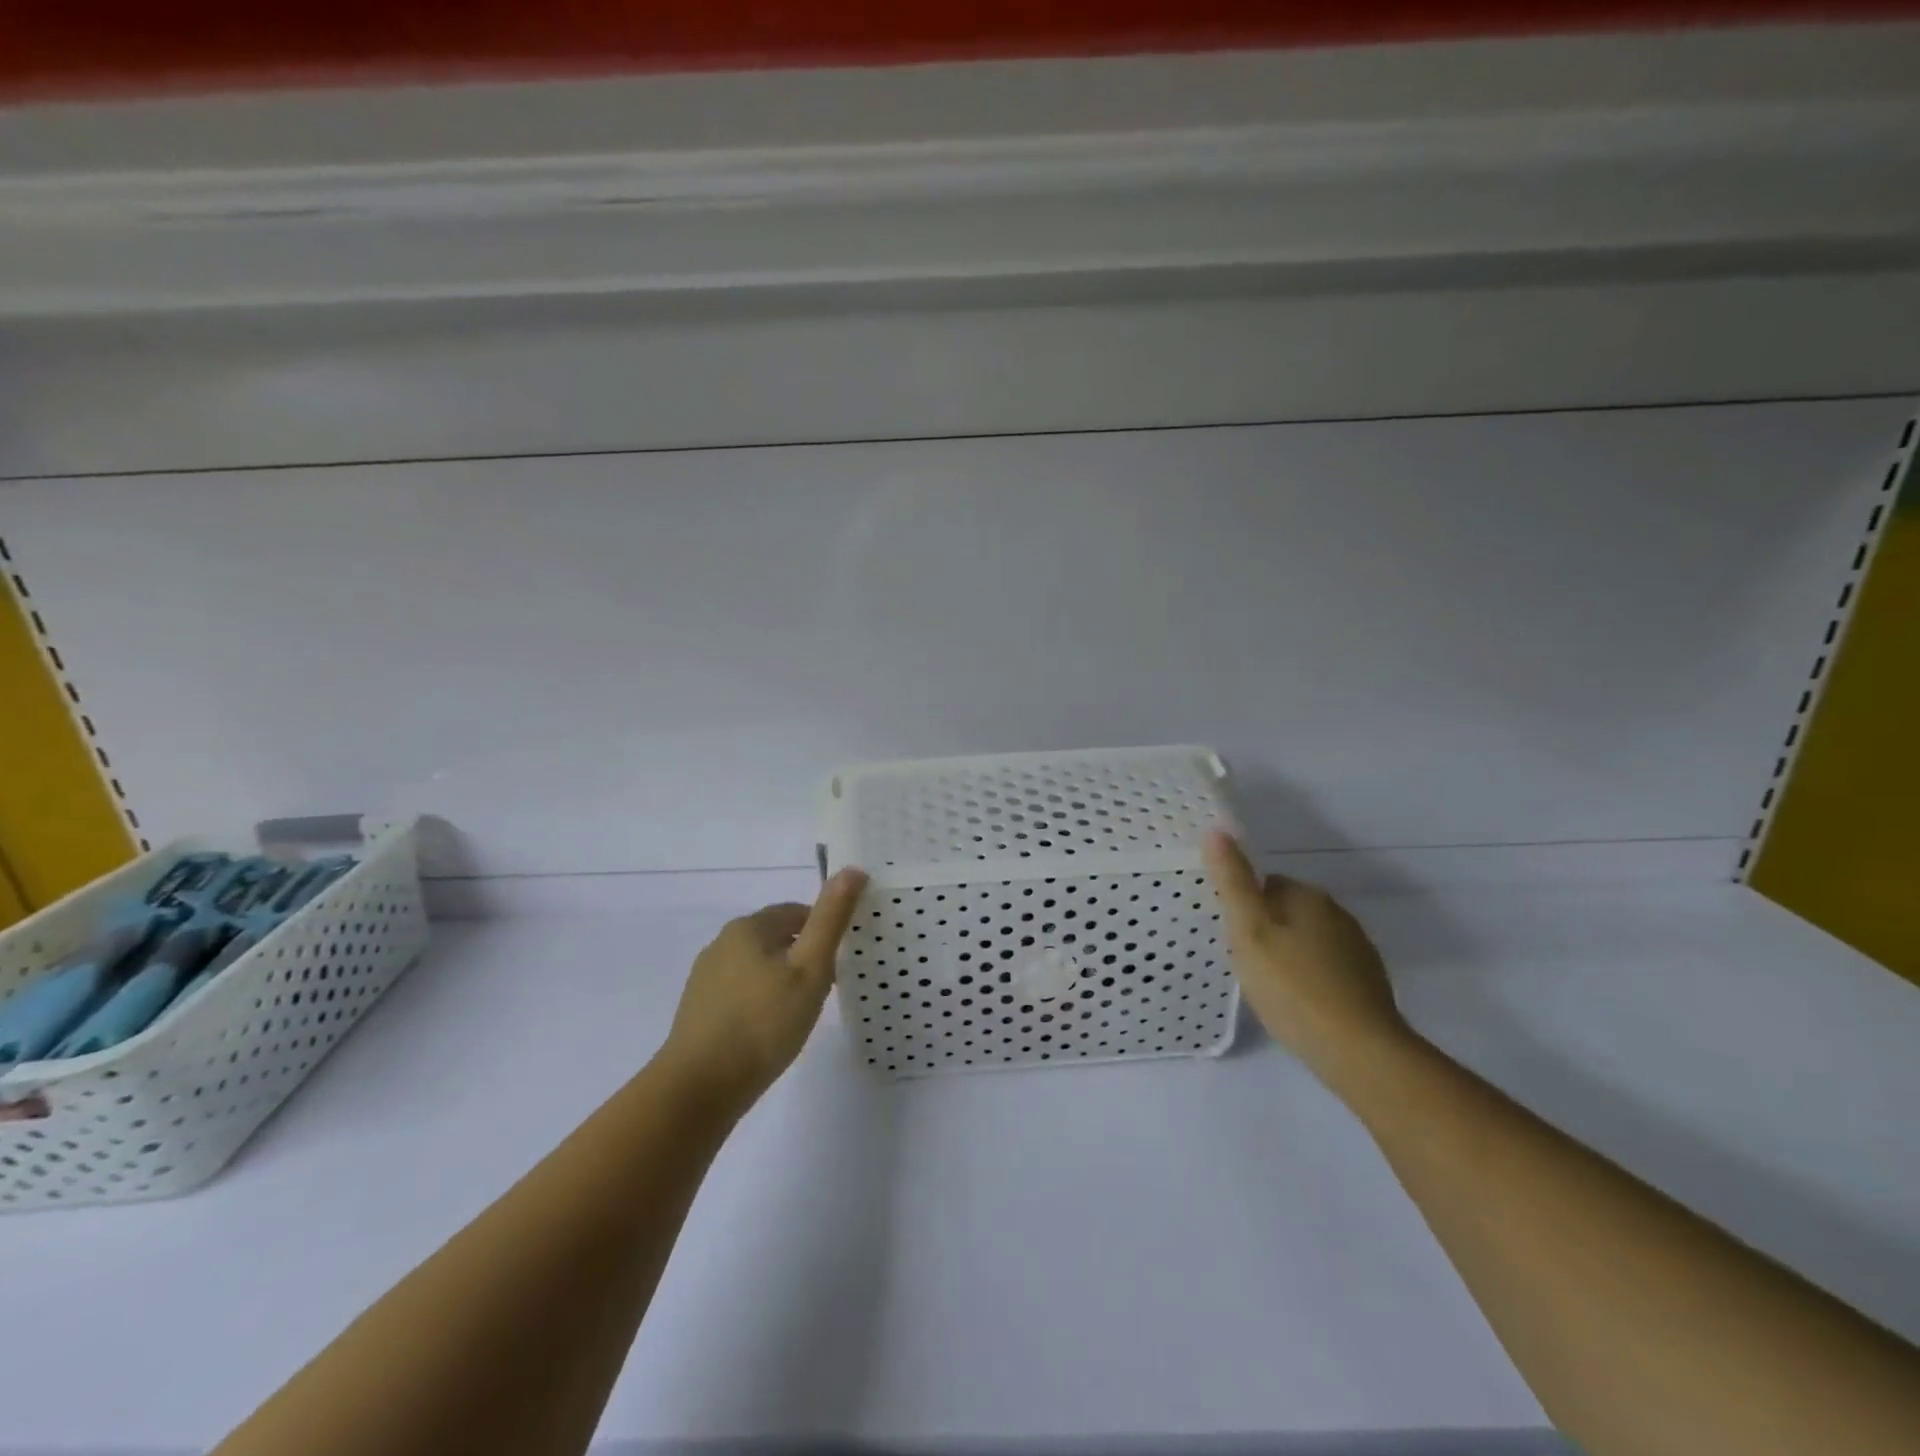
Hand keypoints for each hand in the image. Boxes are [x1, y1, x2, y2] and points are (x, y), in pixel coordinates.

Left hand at [658, 868, 868, 1111]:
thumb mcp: (809, 968)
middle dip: (803, 956)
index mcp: (749, 927)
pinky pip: (740, 993)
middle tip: (825, 989)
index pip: (797, 913)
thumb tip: (853, 869)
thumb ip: (830, 919)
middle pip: (776, 939)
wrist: (699, 1088)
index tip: (840, 961)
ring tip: (800, 1013)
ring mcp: (706, 978)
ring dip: (781, 981)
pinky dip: (760, 1003)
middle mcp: (722, 944)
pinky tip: (770, 1031)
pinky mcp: (699, 1010)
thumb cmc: (763, 1022)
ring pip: (757, 967)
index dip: (823, 932)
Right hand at [1203, 830, 1413, 1086]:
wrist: (1360, 1052)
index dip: (1245, 909)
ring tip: (1271, 988)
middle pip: (1288, 911)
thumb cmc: (1293, 987)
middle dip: (1268, 931)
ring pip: (1309, 940)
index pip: (1266, 885)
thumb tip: (1217, 828)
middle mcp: (1338, 913)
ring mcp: (1358, 949)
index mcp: (1308, 896)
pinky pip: (1328, 968)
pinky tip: (1300, 1005)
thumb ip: (1232, 881)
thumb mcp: (1249, 932)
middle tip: (1248, 965)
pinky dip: (1312, 979)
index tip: (1234, 939)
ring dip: (1290, 955)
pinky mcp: (1369, 982)